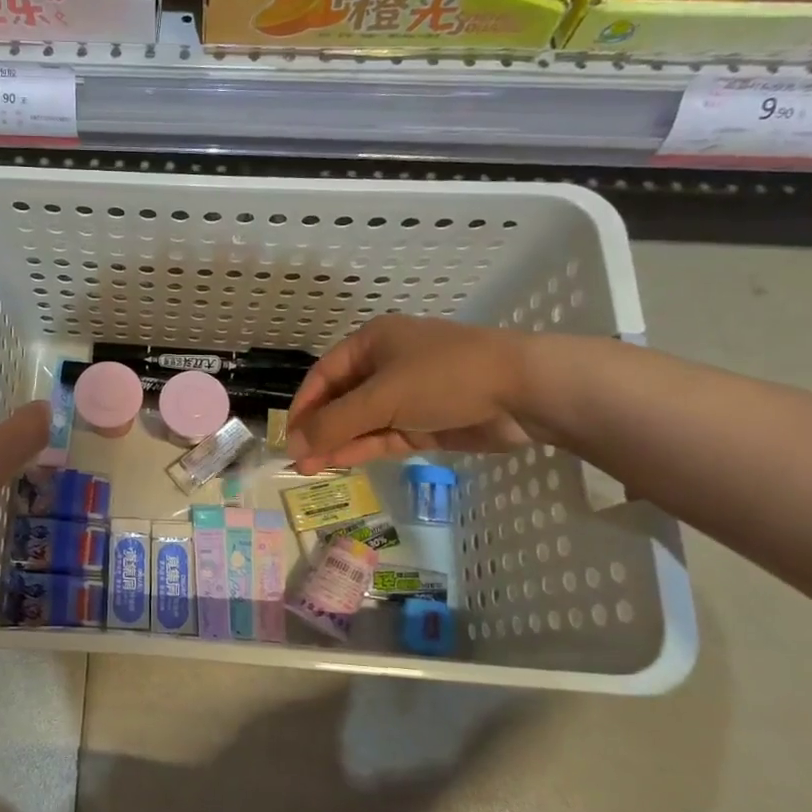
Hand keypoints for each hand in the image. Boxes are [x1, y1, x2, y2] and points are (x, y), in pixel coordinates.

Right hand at [285, 314, 537, 474]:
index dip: (304, 405)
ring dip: (337, 443)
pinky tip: (339, 463)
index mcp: (372, 343)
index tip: (288, 436)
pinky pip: (383, 436)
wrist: (524, 391)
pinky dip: (362, 449)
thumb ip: (335, 423)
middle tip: (297, 458)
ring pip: (361, 422)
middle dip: (319, 429)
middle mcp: (385, 366)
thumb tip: (293, 444)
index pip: (324, 375)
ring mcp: (406, 396)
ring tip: (310, 468)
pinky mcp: (424, 423)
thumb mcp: (382, 397)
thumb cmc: (444, 377)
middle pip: (341, 400)